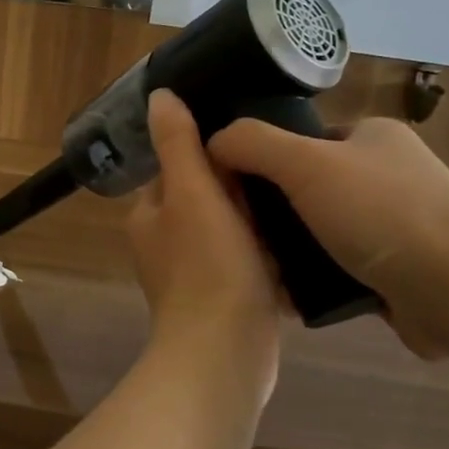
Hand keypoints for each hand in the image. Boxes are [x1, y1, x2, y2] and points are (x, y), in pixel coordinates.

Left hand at [127, 91, 281, 390]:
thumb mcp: (192, 192)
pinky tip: (299, 244)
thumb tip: (159, 95)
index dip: (208, 150)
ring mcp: (194, 276)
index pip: (176, 167)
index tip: (248, 138)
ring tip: (297, 198)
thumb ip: (176, 143)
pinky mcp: (224, 301)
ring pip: (228, 231)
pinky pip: (246, 264)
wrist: (225, 353)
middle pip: (204, 198)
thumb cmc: (207, 265)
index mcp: (149, 215)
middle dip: (237, 186)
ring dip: (256, 219)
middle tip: (282, 167)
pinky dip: (266, 253)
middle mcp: (164, 244)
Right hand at [208, 116, 448, 359]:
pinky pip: (340, 267)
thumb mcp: (305, 163)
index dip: (264, 159)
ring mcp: (398, 224)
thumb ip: (252, 144)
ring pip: (321, 230)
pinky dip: (314, 278)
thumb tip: (212, 142)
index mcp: (373, 135)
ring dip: (290, 249)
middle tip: (239, 232)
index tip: (232, 187)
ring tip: (255, 266)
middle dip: (274, 211)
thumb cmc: (383, 213)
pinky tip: (287, 293)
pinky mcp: (400, 270)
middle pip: (308, 187)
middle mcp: (388, 173)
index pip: (303, 139)